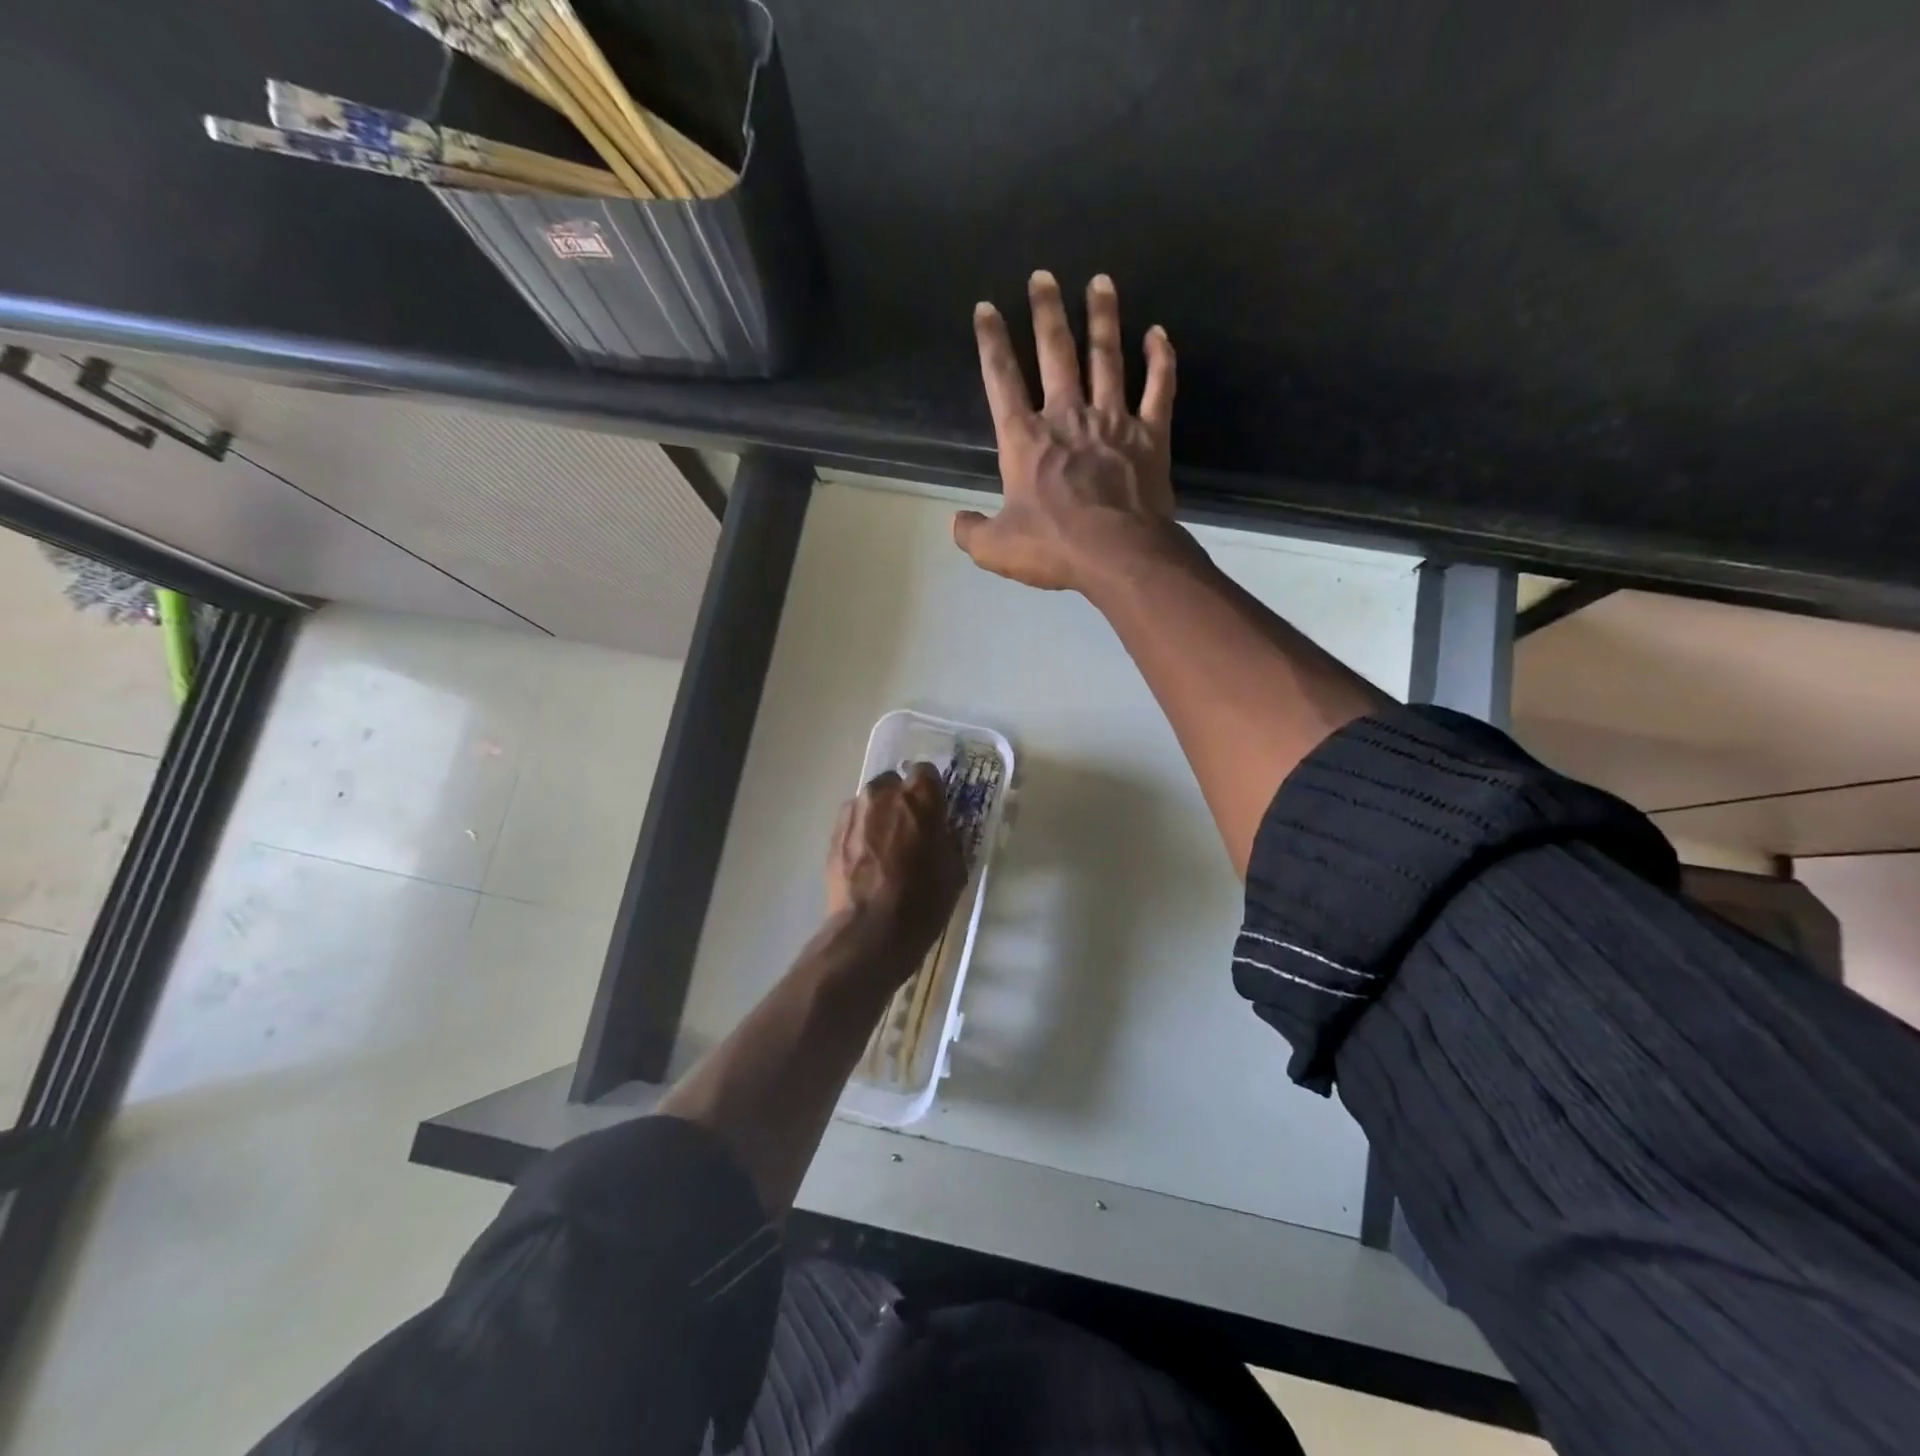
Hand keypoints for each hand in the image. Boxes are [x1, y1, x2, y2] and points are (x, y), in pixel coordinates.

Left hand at [826, 764, 965, 968]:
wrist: (870, 932)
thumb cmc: (922, 901)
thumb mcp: (954, 869)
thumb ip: (946, 837)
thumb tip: (939, 830)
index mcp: (919, 796)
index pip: (926, 773)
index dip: (931, 792)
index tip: (934, 812)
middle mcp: (883, 794)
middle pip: (894, 784)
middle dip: (902, 801)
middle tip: (909, 831)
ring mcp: (854, 812)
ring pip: (870, 803)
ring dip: (879, 816)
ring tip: (885, 848)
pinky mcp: (833, 834)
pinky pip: (853, 823)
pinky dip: (861, 834)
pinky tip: (867, 861)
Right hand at [954, 270, 1180, 593]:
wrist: (1118, 555)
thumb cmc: (1053, 548)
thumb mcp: (995, 549)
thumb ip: (971, 532)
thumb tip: (956, 522)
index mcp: (1025, 440)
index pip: (1001, 380)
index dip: (991, 342)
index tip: (986, 308)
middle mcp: (1067, 417)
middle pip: (1055, 353)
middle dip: (1046, 312)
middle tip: (1043, 275)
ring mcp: (1112, 422)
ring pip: (1107, 357)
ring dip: (1103, 318)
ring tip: (1100, 281)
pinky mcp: (1150, 435)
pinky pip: (1159, 388)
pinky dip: (1161, 359)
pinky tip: (1159, 333)